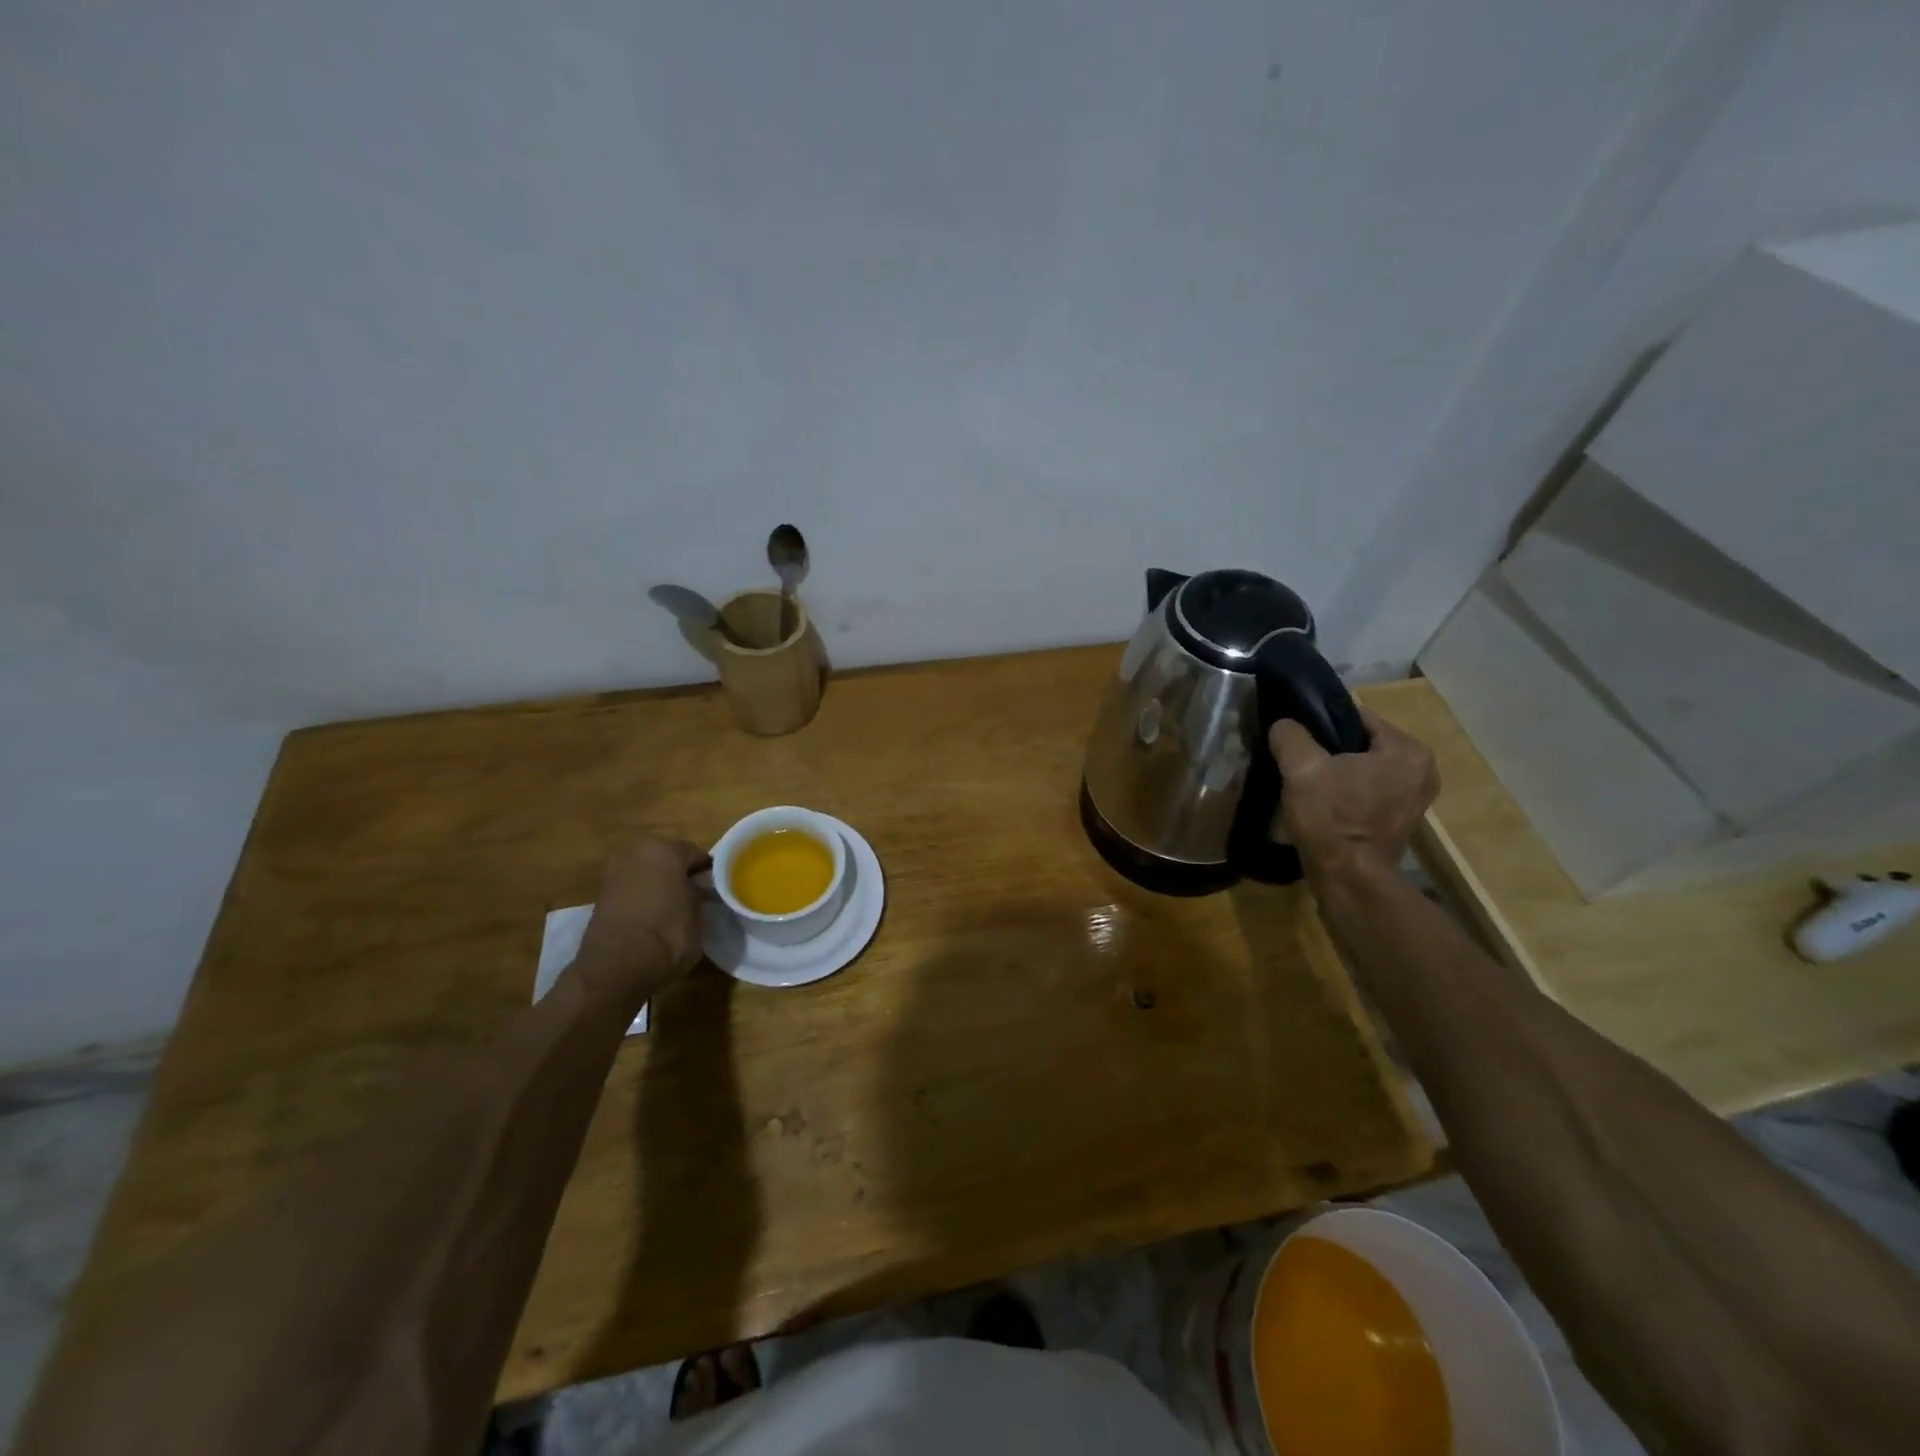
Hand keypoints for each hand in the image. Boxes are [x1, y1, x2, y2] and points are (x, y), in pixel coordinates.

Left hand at [574, 837, 710, 991]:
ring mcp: (614, 874)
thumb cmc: (667, 935)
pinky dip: (642, 900)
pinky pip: (631, 891)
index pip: (697, 854)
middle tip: (696, 899)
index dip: (709, 873)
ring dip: (660, 887)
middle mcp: (637, 853)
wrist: (615, 970)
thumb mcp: (699, 915)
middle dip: (681, 876)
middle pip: (668, 859)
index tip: (717, 891)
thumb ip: (700, 895)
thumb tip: (699, 891)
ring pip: (647, 874)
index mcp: (665, 850)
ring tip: (674, 912)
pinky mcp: (600, 898)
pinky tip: (652, 920)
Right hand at [1270, 708, 1438, 874]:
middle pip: (1363, 743)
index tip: (1297, 738)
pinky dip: (1349, 791)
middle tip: (1301, 762)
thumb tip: (1284, 724)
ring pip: (1365, 768)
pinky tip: (1325, 802)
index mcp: (1407, 750)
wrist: (1348, 879)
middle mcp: (1423, 769)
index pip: (1357, 717)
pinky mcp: (1404, 819)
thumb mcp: (1301, 768)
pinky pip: (1370, 790)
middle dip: (1331, 750)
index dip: (1321, 723)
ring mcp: (1417, 797)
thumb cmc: (1331, 819)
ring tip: (1309, 782)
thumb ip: (1290, 735)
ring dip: (1339, 772)